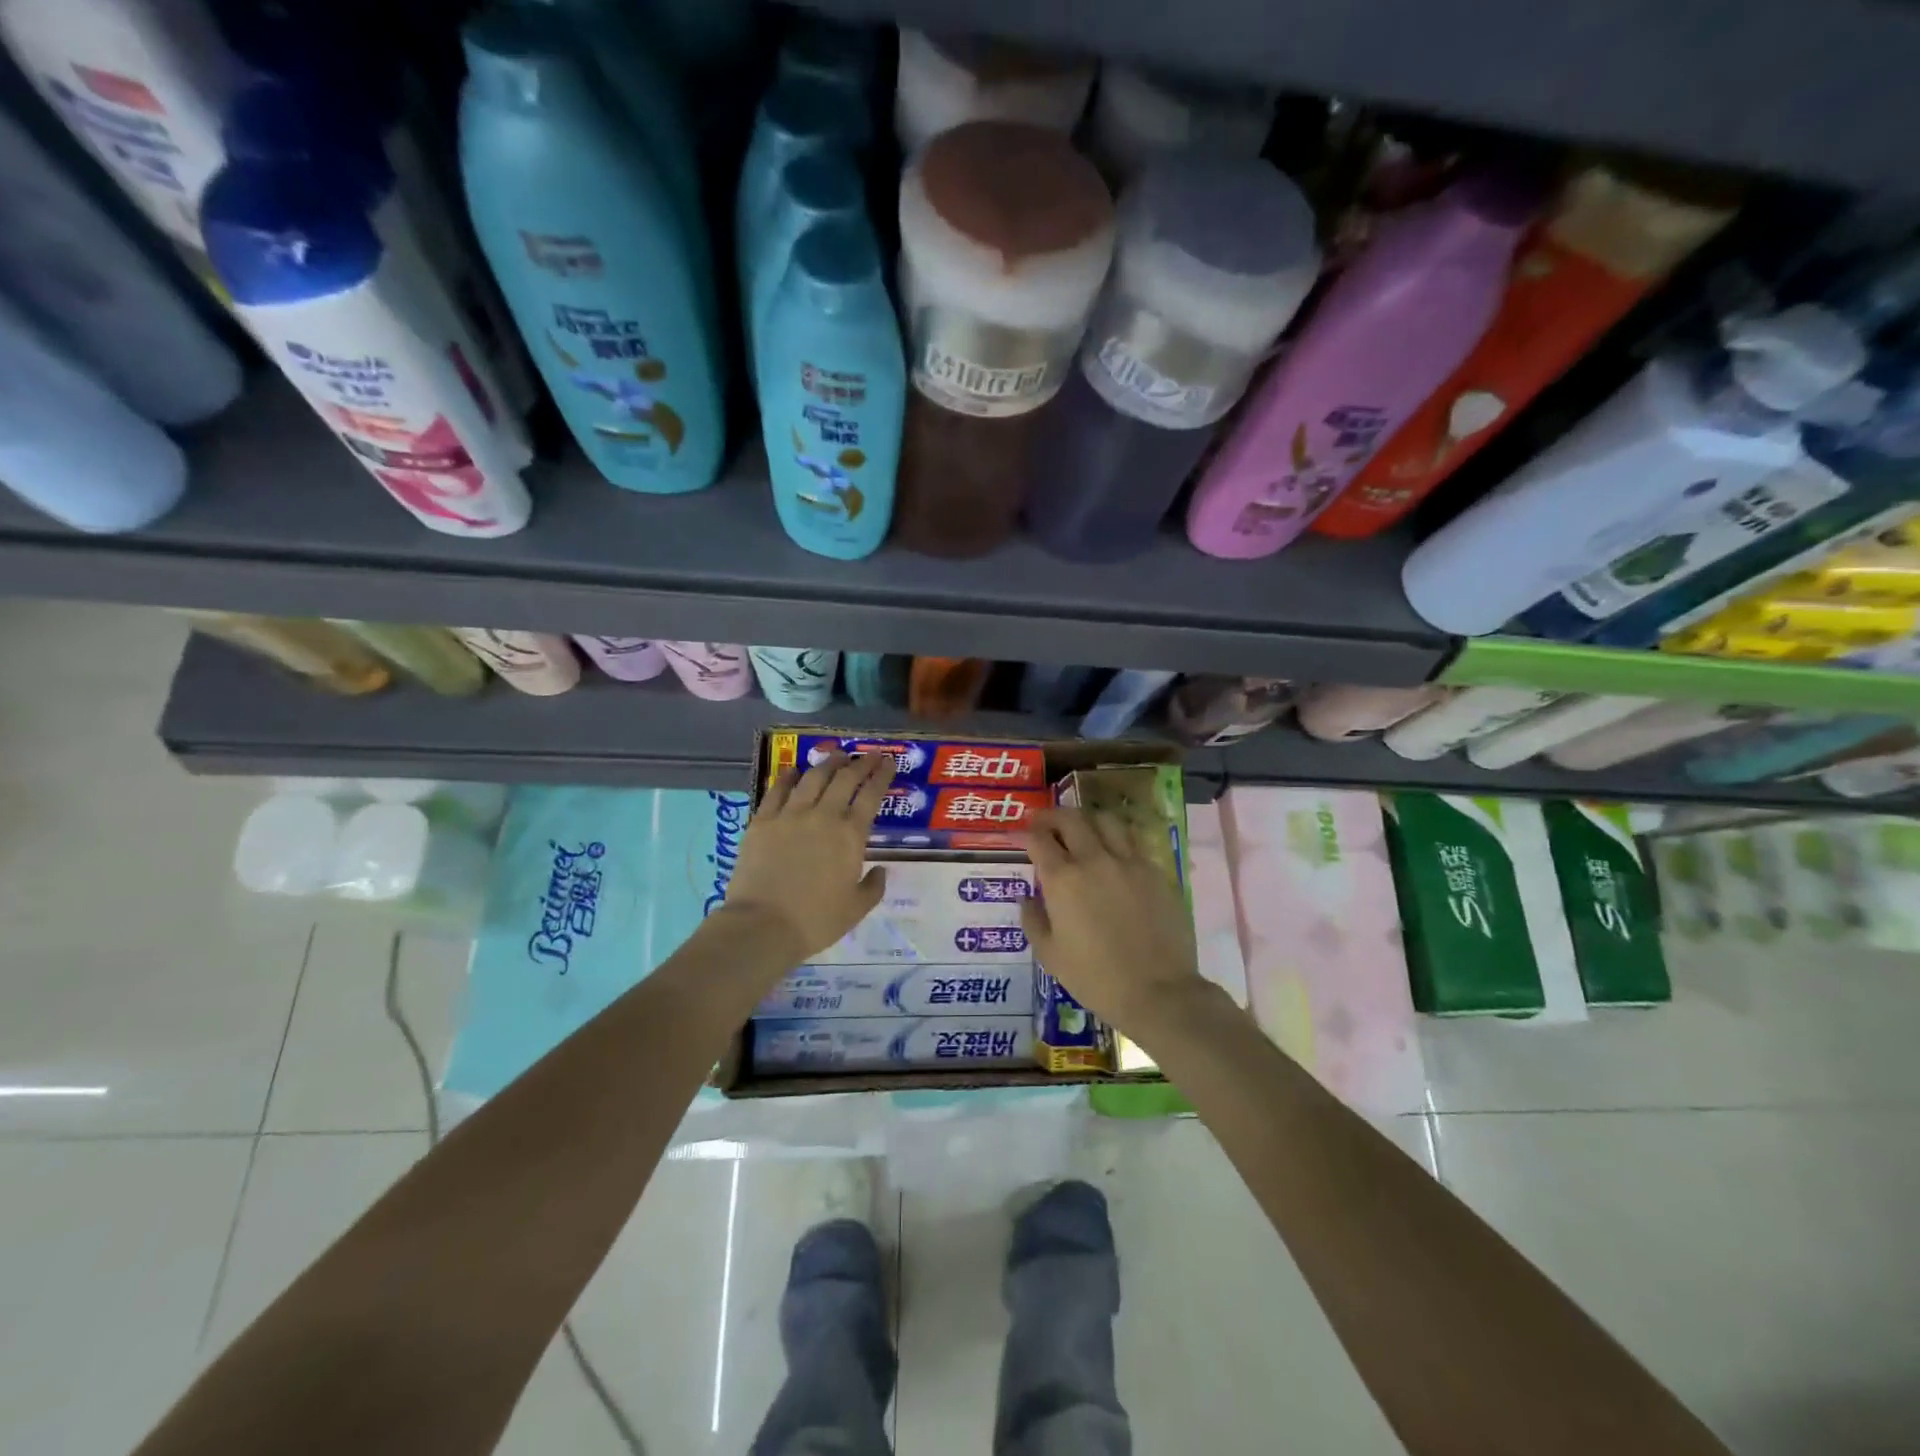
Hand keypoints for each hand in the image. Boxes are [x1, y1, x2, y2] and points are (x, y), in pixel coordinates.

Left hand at [722, 752, 892, 962]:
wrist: (763, 925)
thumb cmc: (816, 921)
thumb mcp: (856, 909)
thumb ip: (873, 887)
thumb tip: (880, 870)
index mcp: (850, 836)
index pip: (871, 795)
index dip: (882, 775)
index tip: (889, 762)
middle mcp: (823, 816)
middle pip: (845, 779)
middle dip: (860, 763)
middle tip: (869, 754)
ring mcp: (790, 815)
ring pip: (813, 778)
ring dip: (827, 763)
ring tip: (836, 754)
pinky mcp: (762, 821)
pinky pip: (777, 791)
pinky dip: (787, 777)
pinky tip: (793, 770)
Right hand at [1019, 808, 1202, 1033]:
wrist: (1158, 992)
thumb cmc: (1095, 978)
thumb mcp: (1050, 955)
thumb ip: (1033, 919)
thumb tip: (1027, 897)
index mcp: (1063, 880)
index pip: (1038, 840)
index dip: (1023, 833)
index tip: (1017, 834)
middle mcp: (1095, 860)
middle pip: (1070, 819)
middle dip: (1051, 816)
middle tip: (1043, 822)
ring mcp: (1129, 862)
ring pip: (1106, 820)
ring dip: (1087, 819)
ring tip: (1081, 829)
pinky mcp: (1156, 872)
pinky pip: (1133, 842)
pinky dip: (1116, 839)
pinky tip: (1113, 852)